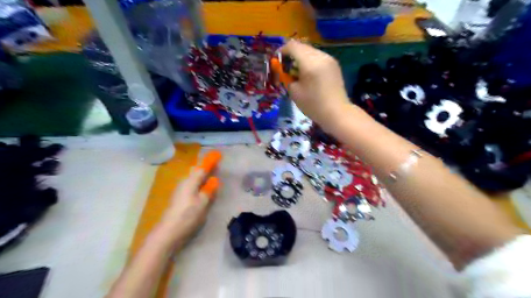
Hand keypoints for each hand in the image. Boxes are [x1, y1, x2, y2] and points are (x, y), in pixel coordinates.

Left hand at [157, 167, 217, 248]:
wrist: (168, 232)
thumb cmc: (187, 216)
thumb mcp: (202, 203)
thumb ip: (209, 190)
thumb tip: (214, 180)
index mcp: (190, 182)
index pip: (202, 168)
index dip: (210, 162)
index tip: (217, 155)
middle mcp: (184, 183)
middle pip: (196, 173)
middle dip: (206, 169)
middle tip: (216, 168)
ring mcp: (180, 191)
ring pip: (193, 180)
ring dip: (202, 177)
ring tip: (211, 178)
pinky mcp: (179, 199)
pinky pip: (191, 187)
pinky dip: (198, 185)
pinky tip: (202, 190)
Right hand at [279, 39, 351, 127]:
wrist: (336, 113)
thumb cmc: (313, 104)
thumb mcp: (294, 92)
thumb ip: (287, 77)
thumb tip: (285, 70)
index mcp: (309, 62)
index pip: (292, 46)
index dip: (282, 51)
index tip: (277, 61)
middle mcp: (320, 56)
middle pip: (302, 47)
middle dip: (291, 55)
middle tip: (285, 68)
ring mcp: (329, 59)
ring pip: (310, 51)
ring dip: (301, 58)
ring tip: (297, 72)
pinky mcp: (334, 65)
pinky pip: (318, 57)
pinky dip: (310, 62)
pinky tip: (308, 75)